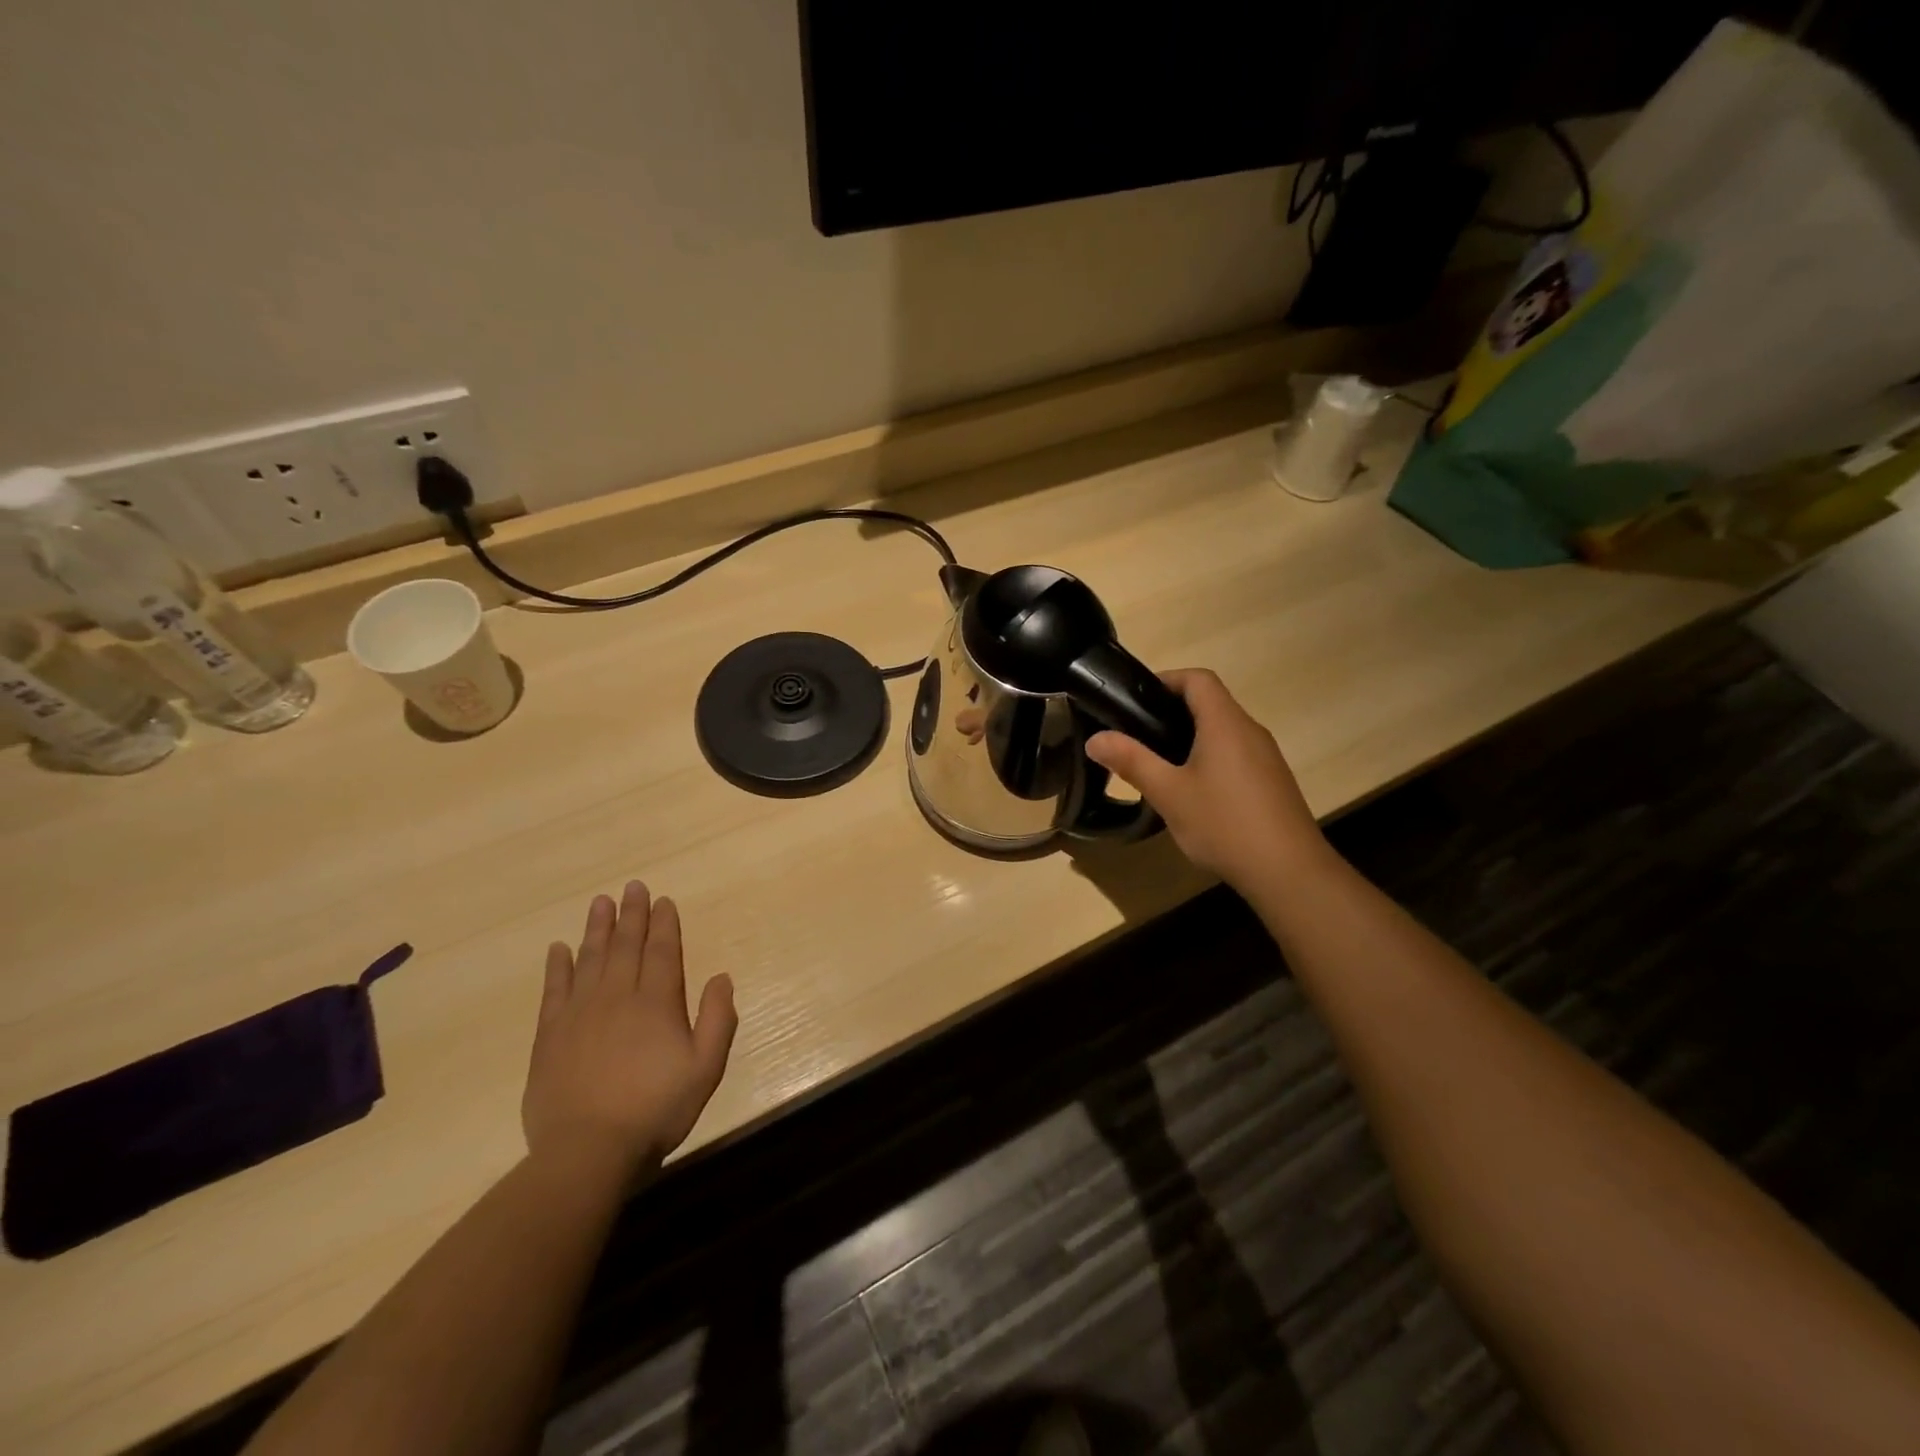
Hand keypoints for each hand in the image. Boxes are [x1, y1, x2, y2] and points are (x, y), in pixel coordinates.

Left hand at [523, 882, 736, 1171]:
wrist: (587, 1151)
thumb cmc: (656, 1110)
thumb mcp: (705, 1068)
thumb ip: (718, 1019)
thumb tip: (722, 977)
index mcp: (657, 1003)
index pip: (662, 952)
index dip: (664, 924)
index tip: (662, 901)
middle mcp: (618, 997)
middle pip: (626, 946)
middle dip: (632, 914)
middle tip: (632, 886)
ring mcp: (580, 1014)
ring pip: (591, 959)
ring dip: (597, 929)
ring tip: (600, 902)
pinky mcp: (550, 1036)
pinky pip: (554, 990)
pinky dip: (557, 967)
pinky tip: (558, 948)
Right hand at [1087, 669, 1331, 893]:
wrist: (1289, 871)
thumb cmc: (1224, 824)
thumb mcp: (1168, 793)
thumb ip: (1131, 761)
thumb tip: (1095, 738)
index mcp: (1225, 723)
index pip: (1197, 679)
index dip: (1166, 679)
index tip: (1135, 699)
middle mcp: (1250, 730)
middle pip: (1210, 703)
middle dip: (1171, 711)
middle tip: (1137, 735)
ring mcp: (1266, 757)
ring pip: (1223, 731)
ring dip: (1190, 737)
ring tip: (1158, 764)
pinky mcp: (1272, 781)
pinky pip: (1236, 754)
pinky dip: (1210, 758)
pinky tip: (1193, 793)